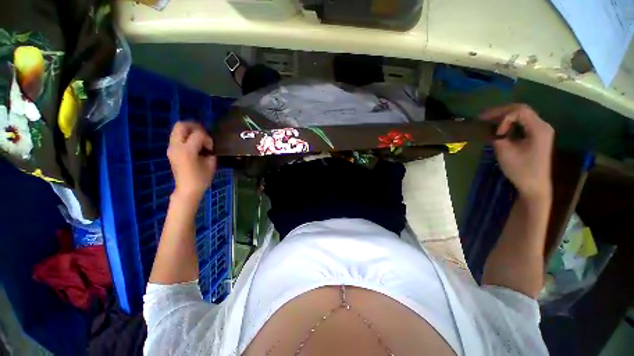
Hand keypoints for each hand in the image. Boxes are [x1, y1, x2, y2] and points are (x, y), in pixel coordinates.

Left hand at [167, 121, 216, 201]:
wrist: (187, 189)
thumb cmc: (201, 178)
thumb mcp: (211, 164)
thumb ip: (210, 151)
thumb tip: (208, 145)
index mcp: (187, 150)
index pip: (198, 134)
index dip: (207, 138)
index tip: (211, 148)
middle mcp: (176, 146)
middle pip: (181, 125)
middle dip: (194, 127)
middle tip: (204, 134)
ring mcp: (171, 148)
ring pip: (177, 130)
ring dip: (189, 131)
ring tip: (200, 139)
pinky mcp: (171, 151)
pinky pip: (177, 137)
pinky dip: (186, 137)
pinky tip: (194, 145)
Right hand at [480, 104, 553, 201]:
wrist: (534, 186)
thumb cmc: (521, 170)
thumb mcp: (505, 152)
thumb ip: (497, 137)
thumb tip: (490, 130)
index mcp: (538, 128)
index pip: (519, 111)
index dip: (504, 118)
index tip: (496, 133)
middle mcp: (542, 125)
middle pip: (521, 110)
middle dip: (500, 112)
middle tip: (482, 117)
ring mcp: (540, 130)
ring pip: (521, 115)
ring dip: (503, 116)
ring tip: (487, 120)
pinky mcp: (536, 136)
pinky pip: (522, 123)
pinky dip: (509, 123)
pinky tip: (498, 127)